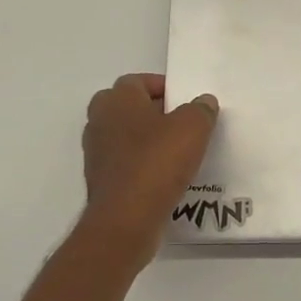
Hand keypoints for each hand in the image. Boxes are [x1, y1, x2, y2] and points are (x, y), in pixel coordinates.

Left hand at [80, 74, 219, 263]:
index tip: (184, 100)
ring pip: (125, 136)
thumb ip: (200, 109)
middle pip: (128, 107)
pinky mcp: (101, 181)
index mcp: (117, 100)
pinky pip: (125, 163)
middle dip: (152, 112)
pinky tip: (165, 176)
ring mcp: (96, 153)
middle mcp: (99, 121)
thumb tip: (204, 102)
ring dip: (147, 140)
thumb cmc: (157, 162)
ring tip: (177, 151)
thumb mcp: (192, 128)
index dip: (161, 87)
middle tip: (180, 123)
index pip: (137, 81)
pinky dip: (141, 165)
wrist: (126, 219)